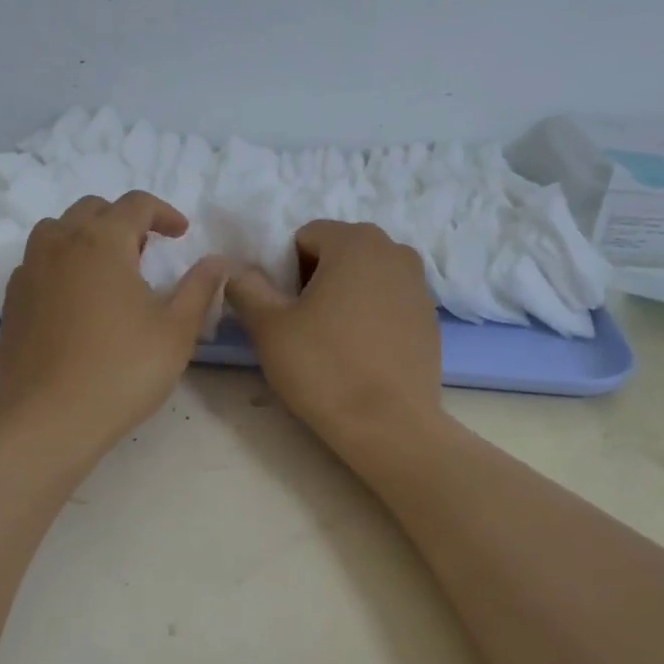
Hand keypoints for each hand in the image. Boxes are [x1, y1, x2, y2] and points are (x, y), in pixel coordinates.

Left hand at [0, 192, 227, 457]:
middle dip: (123, 221)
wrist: (48, 418)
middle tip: (146, 251)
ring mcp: (28, 272)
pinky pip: (38, 263)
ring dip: (87, 237)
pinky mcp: (12, 301)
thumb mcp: (176, 330)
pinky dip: (61, 264)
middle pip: (92, 209)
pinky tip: (76, 300)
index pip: (135, 204)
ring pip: (57, 231)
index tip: (181, 234)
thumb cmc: (122, 370)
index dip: (163, 213)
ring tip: (108, 271)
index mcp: (102, 241)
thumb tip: (218, 261)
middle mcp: (59, 244)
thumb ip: (199, 288)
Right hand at [224, 220, 443, 454]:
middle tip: (301, 325)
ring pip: (364, 278)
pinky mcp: (430, 318)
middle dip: (314, 280)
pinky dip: (369, 317)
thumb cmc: (324, 368)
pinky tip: (359, 354)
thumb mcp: (269, 326)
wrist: (389, 426)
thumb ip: (246, 287)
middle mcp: (395, 251)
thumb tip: (234, 271)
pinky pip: (387, 303)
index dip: (284, 270)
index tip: (282, 309)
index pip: (305, 237)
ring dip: (343, 297)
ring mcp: (419, 285)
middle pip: (337, 254)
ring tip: (330, 341)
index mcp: (356, 241)